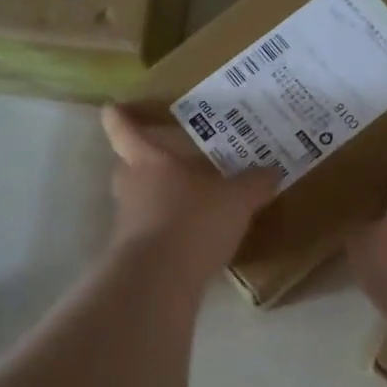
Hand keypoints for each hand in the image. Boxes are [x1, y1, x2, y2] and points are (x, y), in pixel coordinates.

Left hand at [101, 105, 277, 284]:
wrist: (159, 279)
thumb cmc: (192, 221)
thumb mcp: (236, 200)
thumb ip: (254, 184)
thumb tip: (272, 171)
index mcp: (148, 160)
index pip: (122, 129)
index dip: (119, 116)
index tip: (115, 107)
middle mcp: (131, 186)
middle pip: (129, 165)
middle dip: (147, 161)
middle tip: (174, 159)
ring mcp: (128, 221)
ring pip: (141, 200)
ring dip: (161, 199)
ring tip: (192, 200)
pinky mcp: (134, 252)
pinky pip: (151, 231)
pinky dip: (168, 230)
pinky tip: (195, 237)